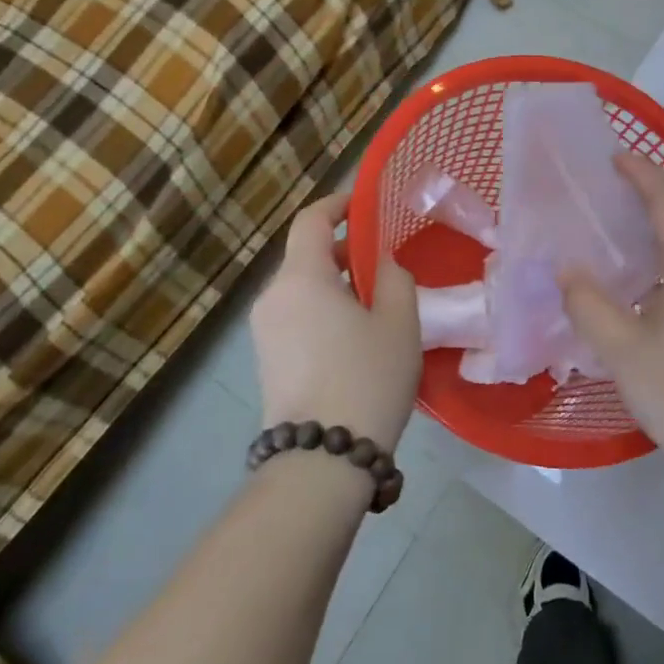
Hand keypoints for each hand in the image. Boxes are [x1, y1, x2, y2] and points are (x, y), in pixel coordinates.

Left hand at [252, 194, 421, 453]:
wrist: (321, 460)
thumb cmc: (367, 378)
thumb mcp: (399, 322)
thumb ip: (395, 277)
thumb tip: (381, 264)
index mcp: (301, 277)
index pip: (310, 219)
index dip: (338, 203)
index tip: (365, 204)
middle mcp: (273, 297)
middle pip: (305, 254)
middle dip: (344, 249)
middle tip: (384, 262)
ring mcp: (264, 330)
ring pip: (302, 287)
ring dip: (335, 282)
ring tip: (376, 302)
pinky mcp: (266, 359)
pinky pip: (296, 314)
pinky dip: (323, 308)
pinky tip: (354, 335)